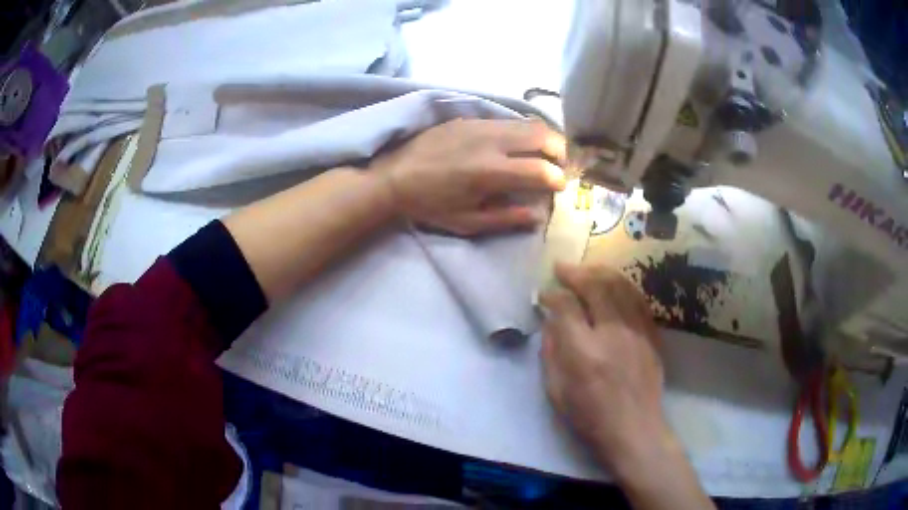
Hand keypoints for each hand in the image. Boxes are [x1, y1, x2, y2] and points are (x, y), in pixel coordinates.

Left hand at [370, 119, 566, 235]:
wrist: (393, 177)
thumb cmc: (430, 205)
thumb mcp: (468, 222)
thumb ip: (506, 218)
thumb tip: (538, 215)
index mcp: (489, 172)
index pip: (540, 169)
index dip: (557, 179)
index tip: (559, 187)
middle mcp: (489, 141)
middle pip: (541, 134)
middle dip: (559, 150)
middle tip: (557, 165)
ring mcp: (479, 124)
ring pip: (525, 122)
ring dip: (542, 137)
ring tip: (541, 153)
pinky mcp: (468, 118)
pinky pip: (505, 120)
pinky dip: (520, 131)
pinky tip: (514, 145)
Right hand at [539, 262, 669, 477]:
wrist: (634, 429)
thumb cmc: (590, 416)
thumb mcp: (556, 390)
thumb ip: (551, 351)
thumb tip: (551, 320)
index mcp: (583, 353)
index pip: (566, 307)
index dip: (552, 294)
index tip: (544, 293)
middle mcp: (612, 334)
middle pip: (596, 286)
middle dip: (576, 273)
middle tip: (562, 268)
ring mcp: (636, 331)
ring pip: (620, 286)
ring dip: (600, 272)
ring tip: (586, 270)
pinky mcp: (651, 334)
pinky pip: (637, 298)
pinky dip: (621, 285)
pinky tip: (612, 284)